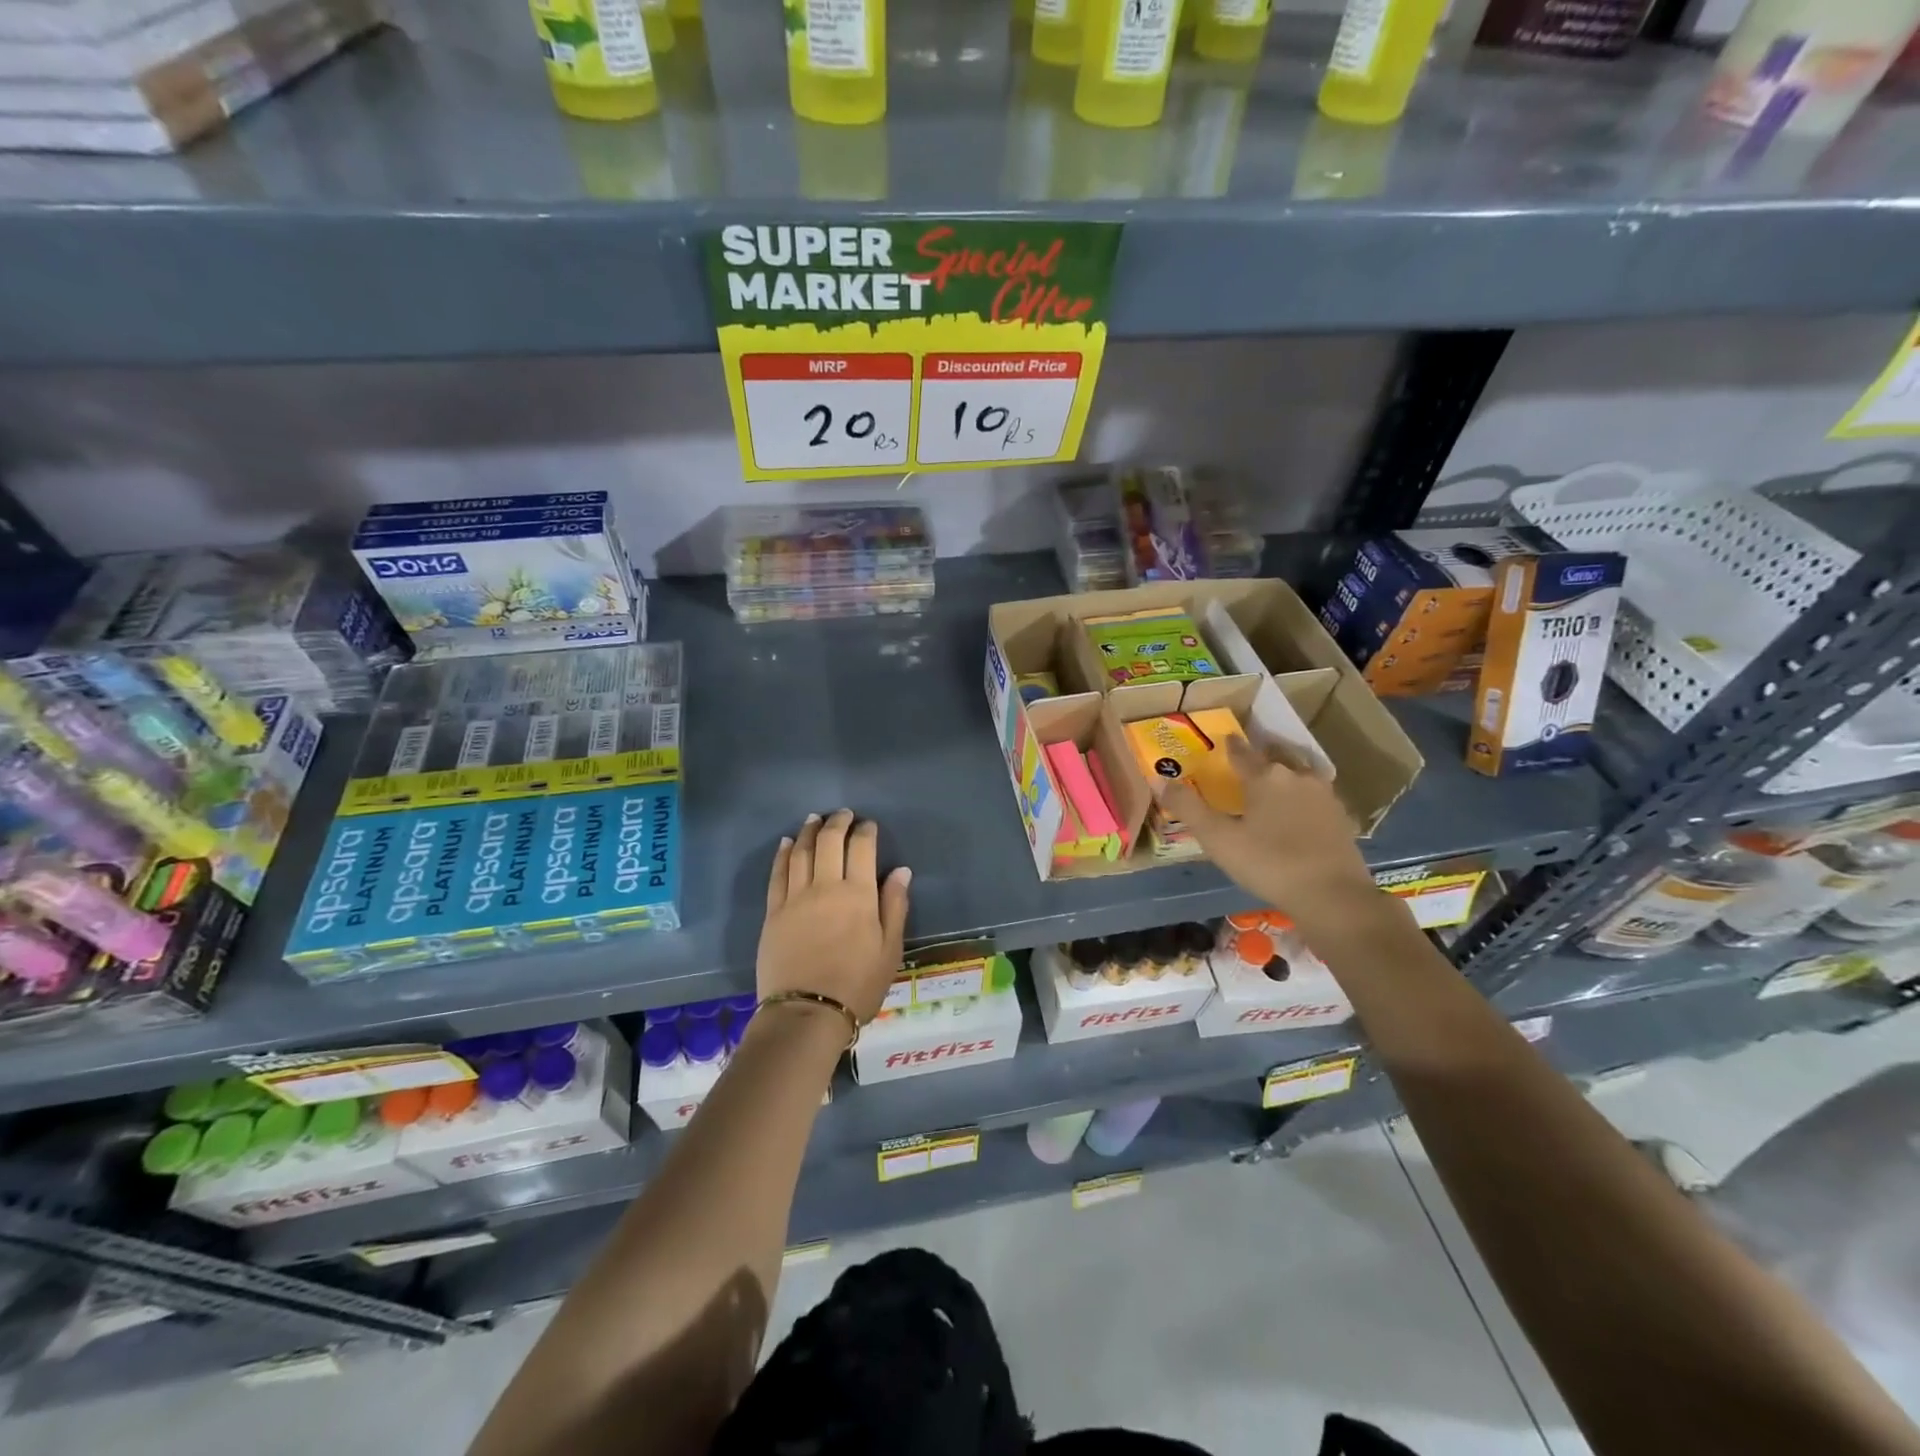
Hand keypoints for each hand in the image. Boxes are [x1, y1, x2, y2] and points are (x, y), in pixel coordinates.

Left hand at [758, 810, 911, 1023]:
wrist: (806, 1014)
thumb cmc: (857, 985)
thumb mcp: (890, 950)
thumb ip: (895, 906)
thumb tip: (901, 870)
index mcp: (858, 895)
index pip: (861, 848)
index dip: (865, 831)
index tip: (868, 825)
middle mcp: (826, 887)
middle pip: (829, 842)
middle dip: (838, 823)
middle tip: (843, 814)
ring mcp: (795, 898)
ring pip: (801, 852)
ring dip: (810, 831)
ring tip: (815, 819)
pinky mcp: (773, 912)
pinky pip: (777, 874)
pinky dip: (783, 853)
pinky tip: (787, 843)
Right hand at [1160, 735, 1378, 928]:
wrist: (1332, 895)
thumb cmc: (1268, 863)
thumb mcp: (1218, 838)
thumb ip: (1188, 807)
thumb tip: (1158, 778)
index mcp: (1264, 777)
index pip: (1242, 752)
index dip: (1231, 746)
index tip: (1226, 738)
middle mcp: (1296, 776)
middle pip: (1276, 756)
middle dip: (1262, 755)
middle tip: (1249, 758)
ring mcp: (1324, 795)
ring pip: (1301, 772)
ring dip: (1287, 770)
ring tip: (1276, 778)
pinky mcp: (1342, 817)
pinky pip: (1317, 795)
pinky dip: (1305, 795)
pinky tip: (1302, 808)